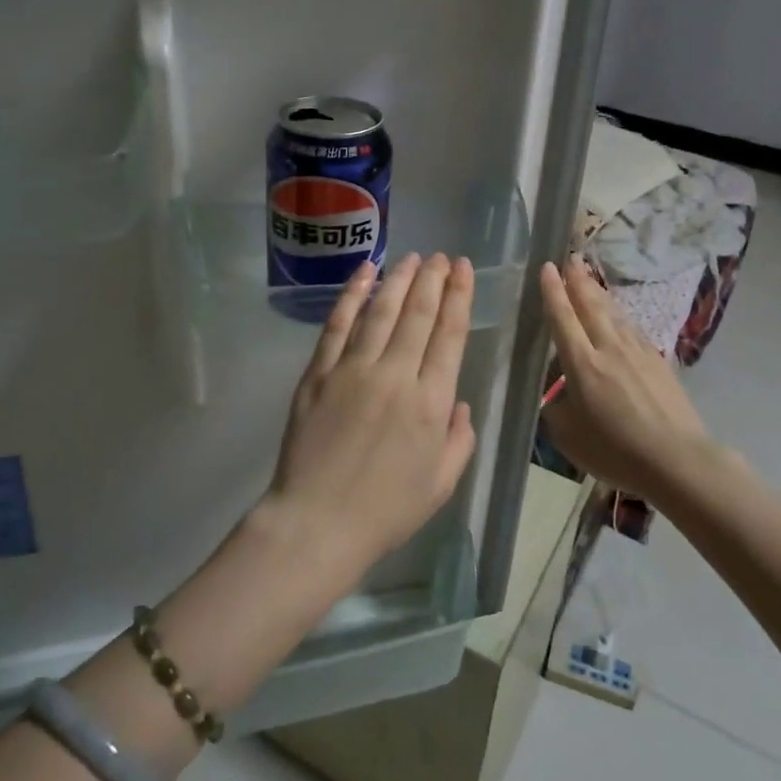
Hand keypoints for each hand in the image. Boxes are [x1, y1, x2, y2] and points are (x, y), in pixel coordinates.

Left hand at [259, 252, 478, 586]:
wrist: (317, 523)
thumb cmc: (385, 511)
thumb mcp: (440, 485)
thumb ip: (458, 440)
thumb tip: (459, 404)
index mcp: (430, 403)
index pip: (450, 335)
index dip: (459, 297)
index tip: (464, 270)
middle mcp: (396, 375)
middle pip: (418, 314)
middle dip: (434, 280)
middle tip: (442, 257)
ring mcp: (353, 370)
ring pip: (381, 311)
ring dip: (400, 280)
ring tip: (413, 258)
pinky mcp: (319, 373)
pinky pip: (339, 325)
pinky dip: (353, 295)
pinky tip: (366, 273)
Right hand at [538, 258, 741, 502]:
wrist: (677, 459)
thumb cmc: (615, 450)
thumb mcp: (567, 435)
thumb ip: (556, 408)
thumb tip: (558, 394)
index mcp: (581, 364)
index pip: (562, 318)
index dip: (553, 291)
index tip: (547, 267)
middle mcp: (608, 348)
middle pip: (591, 305)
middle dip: (578, 280)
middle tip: (571, 258)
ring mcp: (637, 352)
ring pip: (614, 313)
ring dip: (599, 293)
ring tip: (590, 278)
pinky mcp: (659, 361)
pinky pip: (632, 329)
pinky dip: (621, 316)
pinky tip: (620, 316)